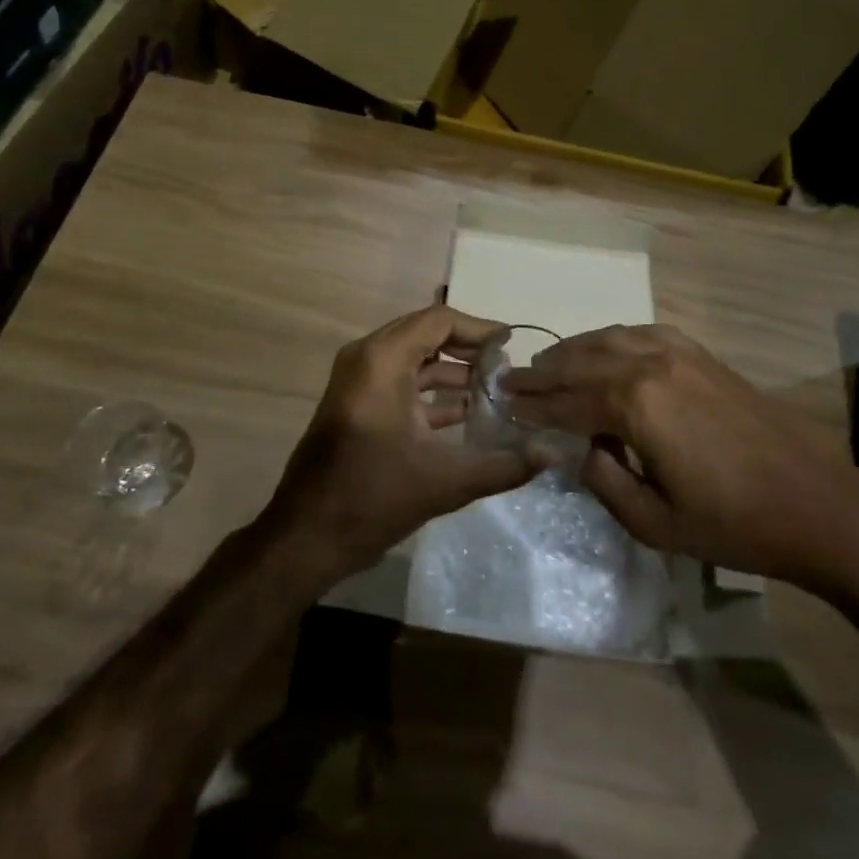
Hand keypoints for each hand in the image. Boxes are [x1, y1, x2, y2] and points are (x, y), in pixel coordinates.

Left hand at [263, 305, 544, 582]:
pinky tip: (466, 413)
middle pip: (425, 333)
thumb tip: (552, 453)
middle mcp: (366, 358)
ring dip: (451, 369)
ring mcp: (357, 381)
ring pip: (413, 358)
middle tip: (506, 366)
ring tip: (493, 389)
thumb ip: (503, 465)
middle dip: (467, 348)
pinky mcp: (356, 404)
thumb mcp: (445, 482)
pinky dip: (431, 389)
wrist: (306, 537)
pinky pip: (400, 380)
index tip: (511, 344)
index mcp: (382, 361)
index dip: (478, 329)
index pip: (439, 321)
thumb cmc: (373, 498)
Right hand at [504, 325, 858, 595]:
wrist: (815, 503)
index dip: (533, 406)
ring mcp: (678, 352)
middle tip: (512, 379)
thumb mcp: (654, 523)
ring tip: (548, 363)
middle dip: (544, 372)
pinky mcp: (700, 353)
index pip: (567, 401)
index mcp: (635, 404)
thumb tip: (581, 448)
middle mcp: (650, 364)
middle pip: (582, 362)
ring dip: (574, 350)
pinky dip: (612, 339)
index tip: (503, 404)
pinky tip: (604, 350)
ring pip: (610, 339)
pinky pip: (643, 333)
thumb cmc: (732, 524)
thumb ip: (604, 481)